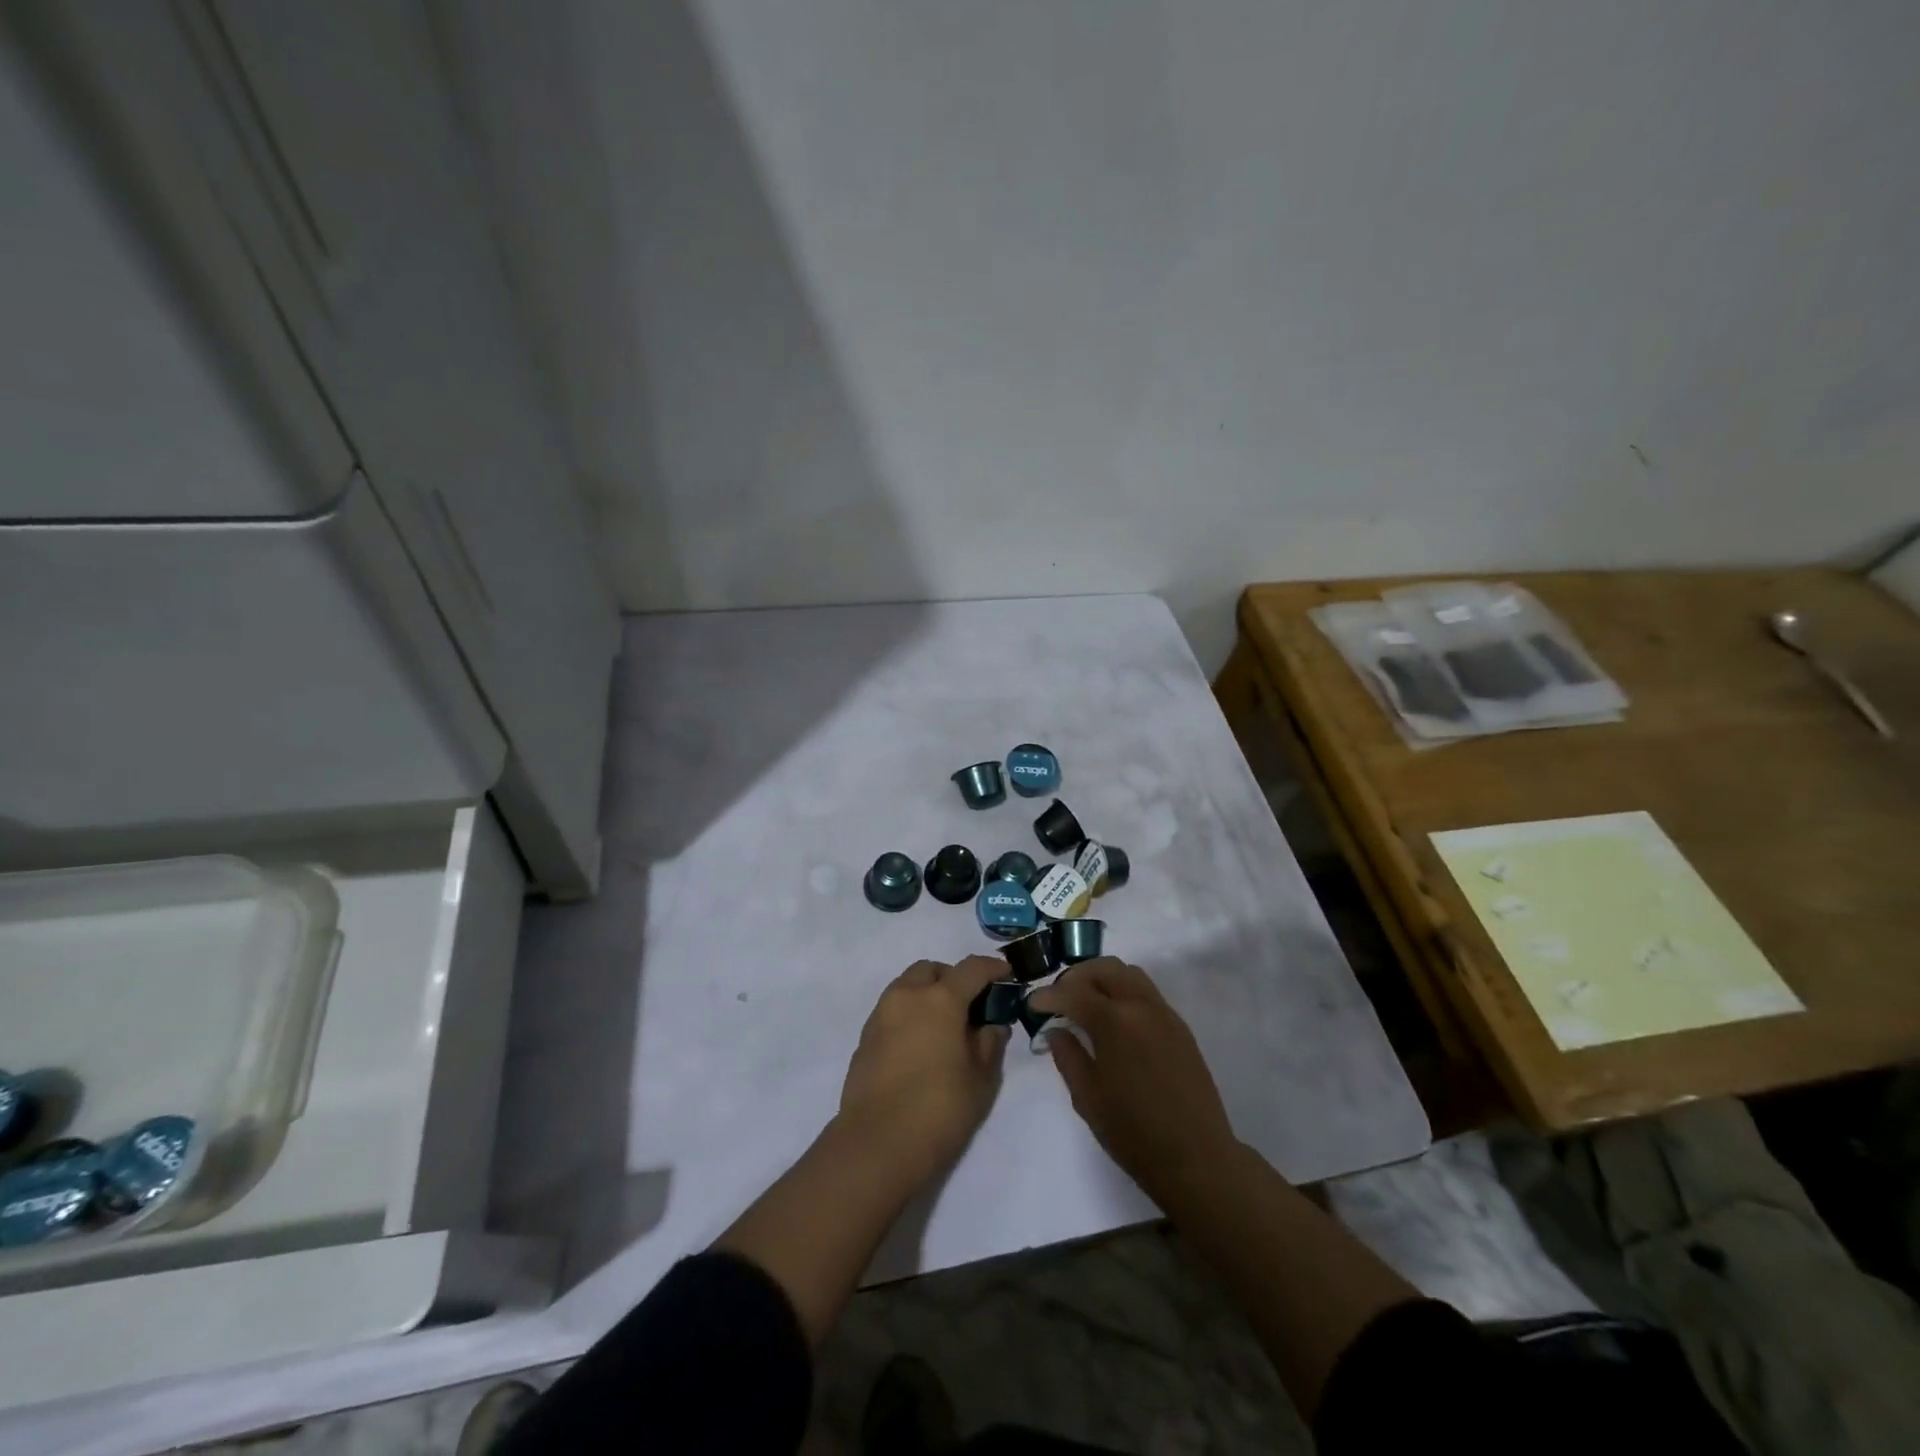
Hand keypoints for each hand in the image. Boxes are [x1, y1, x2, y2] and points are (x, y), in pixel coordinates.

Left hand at [838, 956, 1009, 1181]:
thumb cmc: (939, 1110)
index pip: (971, 968)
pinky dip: (909, 1014)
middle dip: (953, 978)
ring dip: (927, 993)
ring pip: (907, 986)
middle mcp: (907, 996)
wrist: (877, 1145)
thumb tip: (991, 1025)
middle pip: (932, 970)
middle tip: (970, 1005)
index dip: (992, 967)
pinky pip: (892, 1010)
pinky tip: (920, 1045)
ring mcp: (881, 1014)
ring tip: (944, 1026)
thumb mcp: (981, 1080)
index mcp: (940, 999)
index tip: (1006, 973)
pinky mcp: (865, 1037)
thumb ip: (990, 1044)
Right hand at [1027, 958, 1238, 1208]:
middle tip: (1060, 1000)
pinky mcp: (1180, 1027)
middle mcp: (1141, 1007)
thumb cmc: (1134, 1134)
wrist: (1197, 1158)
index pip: (1073, 993)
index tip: (1032, 1005)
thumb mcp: (1088, 1098)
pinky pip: (1146, 992)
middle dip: (1076, 978)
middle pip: (1104, 968)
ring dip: (1102, 979)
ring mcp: (1165, 1014)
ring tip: (1087, 1005)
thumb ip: (1068, 1056)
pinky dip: (1124, 993)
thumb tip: (1056, 1030)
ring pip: (1129, 974)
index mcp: (1115, 1023)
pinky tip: (1115, 1021)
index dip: (1048, 996)